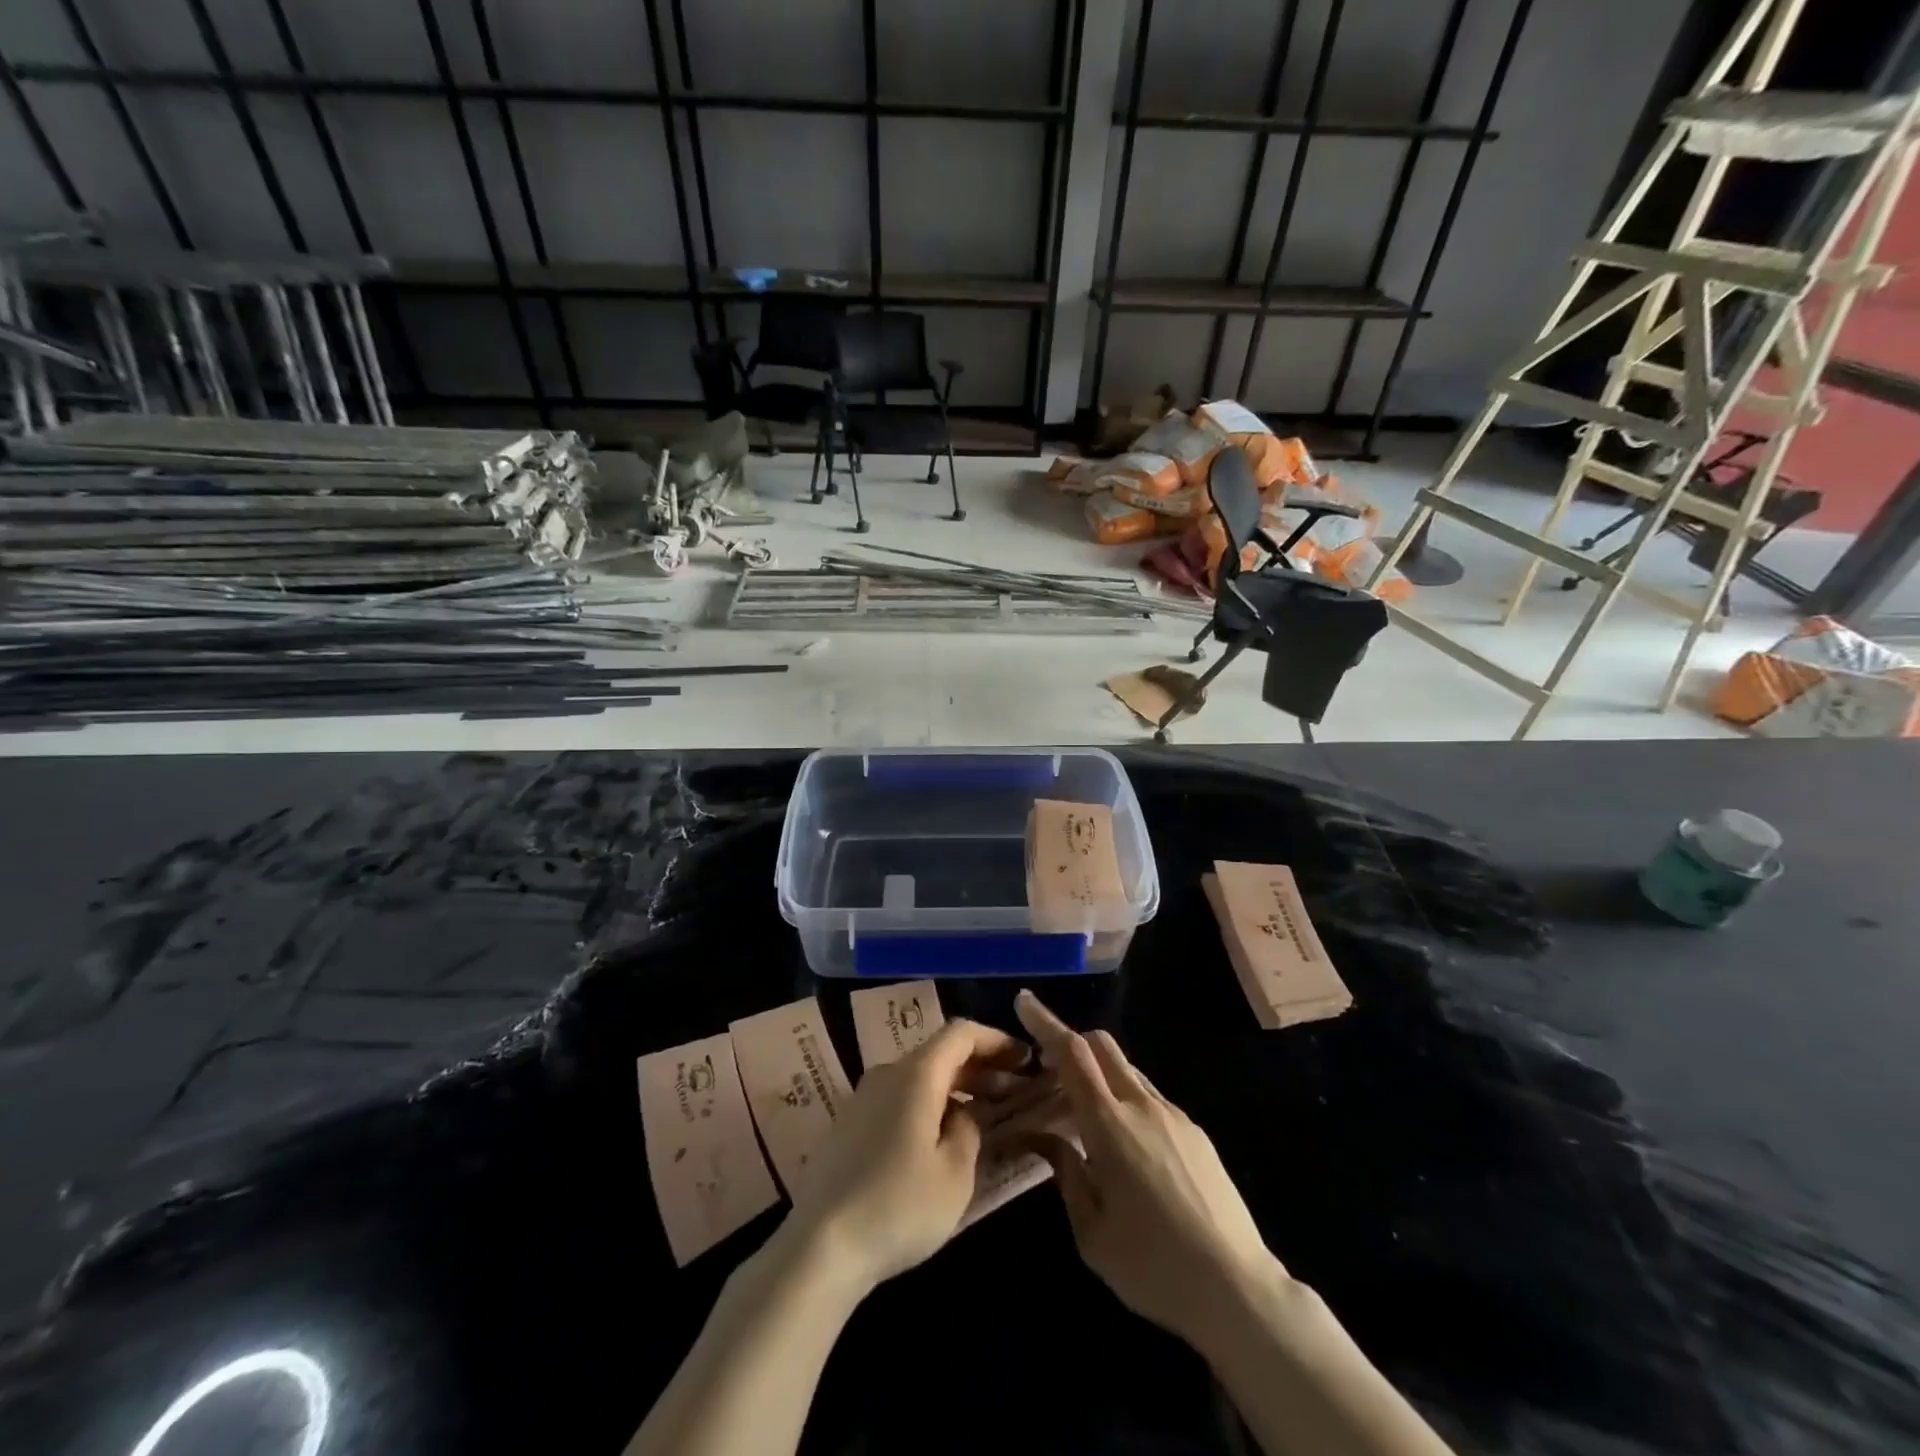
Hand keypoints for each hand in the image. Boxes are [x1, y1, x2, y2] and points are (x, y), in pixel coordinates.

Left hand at [785, 1018, 1027, 1292]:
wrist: (820, 1246)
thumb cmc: (898, 1206)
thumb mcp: (955, 1174)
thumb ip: (969, 1131)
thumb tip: (964, 1114)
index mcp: (916, 1074)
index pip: (961, 1033)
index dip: (996, 1040)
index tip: (1024, 1059)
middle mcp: (887, 1073)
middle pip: (940, 1053)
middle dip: (980, 1067)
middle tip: (1014, 1091)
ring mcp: (863, 1098)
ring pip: (919, 1078)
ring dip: (955, 1088)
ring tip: (983, 1116)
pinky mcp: (849, 1125)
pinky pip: (899, 1099)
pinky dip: (929, 1105)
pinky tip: (941, 1139)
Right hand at [1013, 990, 1282, 1349]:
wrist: (1238, 1290)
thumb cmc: (1153, 1267)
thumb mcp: (1091, 1233)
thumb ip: (1065, 1174)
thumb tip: (1045, 1137)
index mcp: (1110, 1125)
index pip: (1072, 1053)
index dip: (1046, 1022)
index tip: (1024, 1001)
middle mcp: (1142, 1106)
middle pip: (1102, 1045)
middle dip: (1071, 1041)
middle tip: (1047, 1067)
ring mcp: (1174, 1115)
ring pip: (1127, 1069)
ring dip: (1098, 1072)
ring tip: (1083, 1111)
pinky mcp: (1196, 1132)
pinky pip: (1150, 1096)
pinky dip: (1125, 1097)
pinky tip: (1125, 1144)